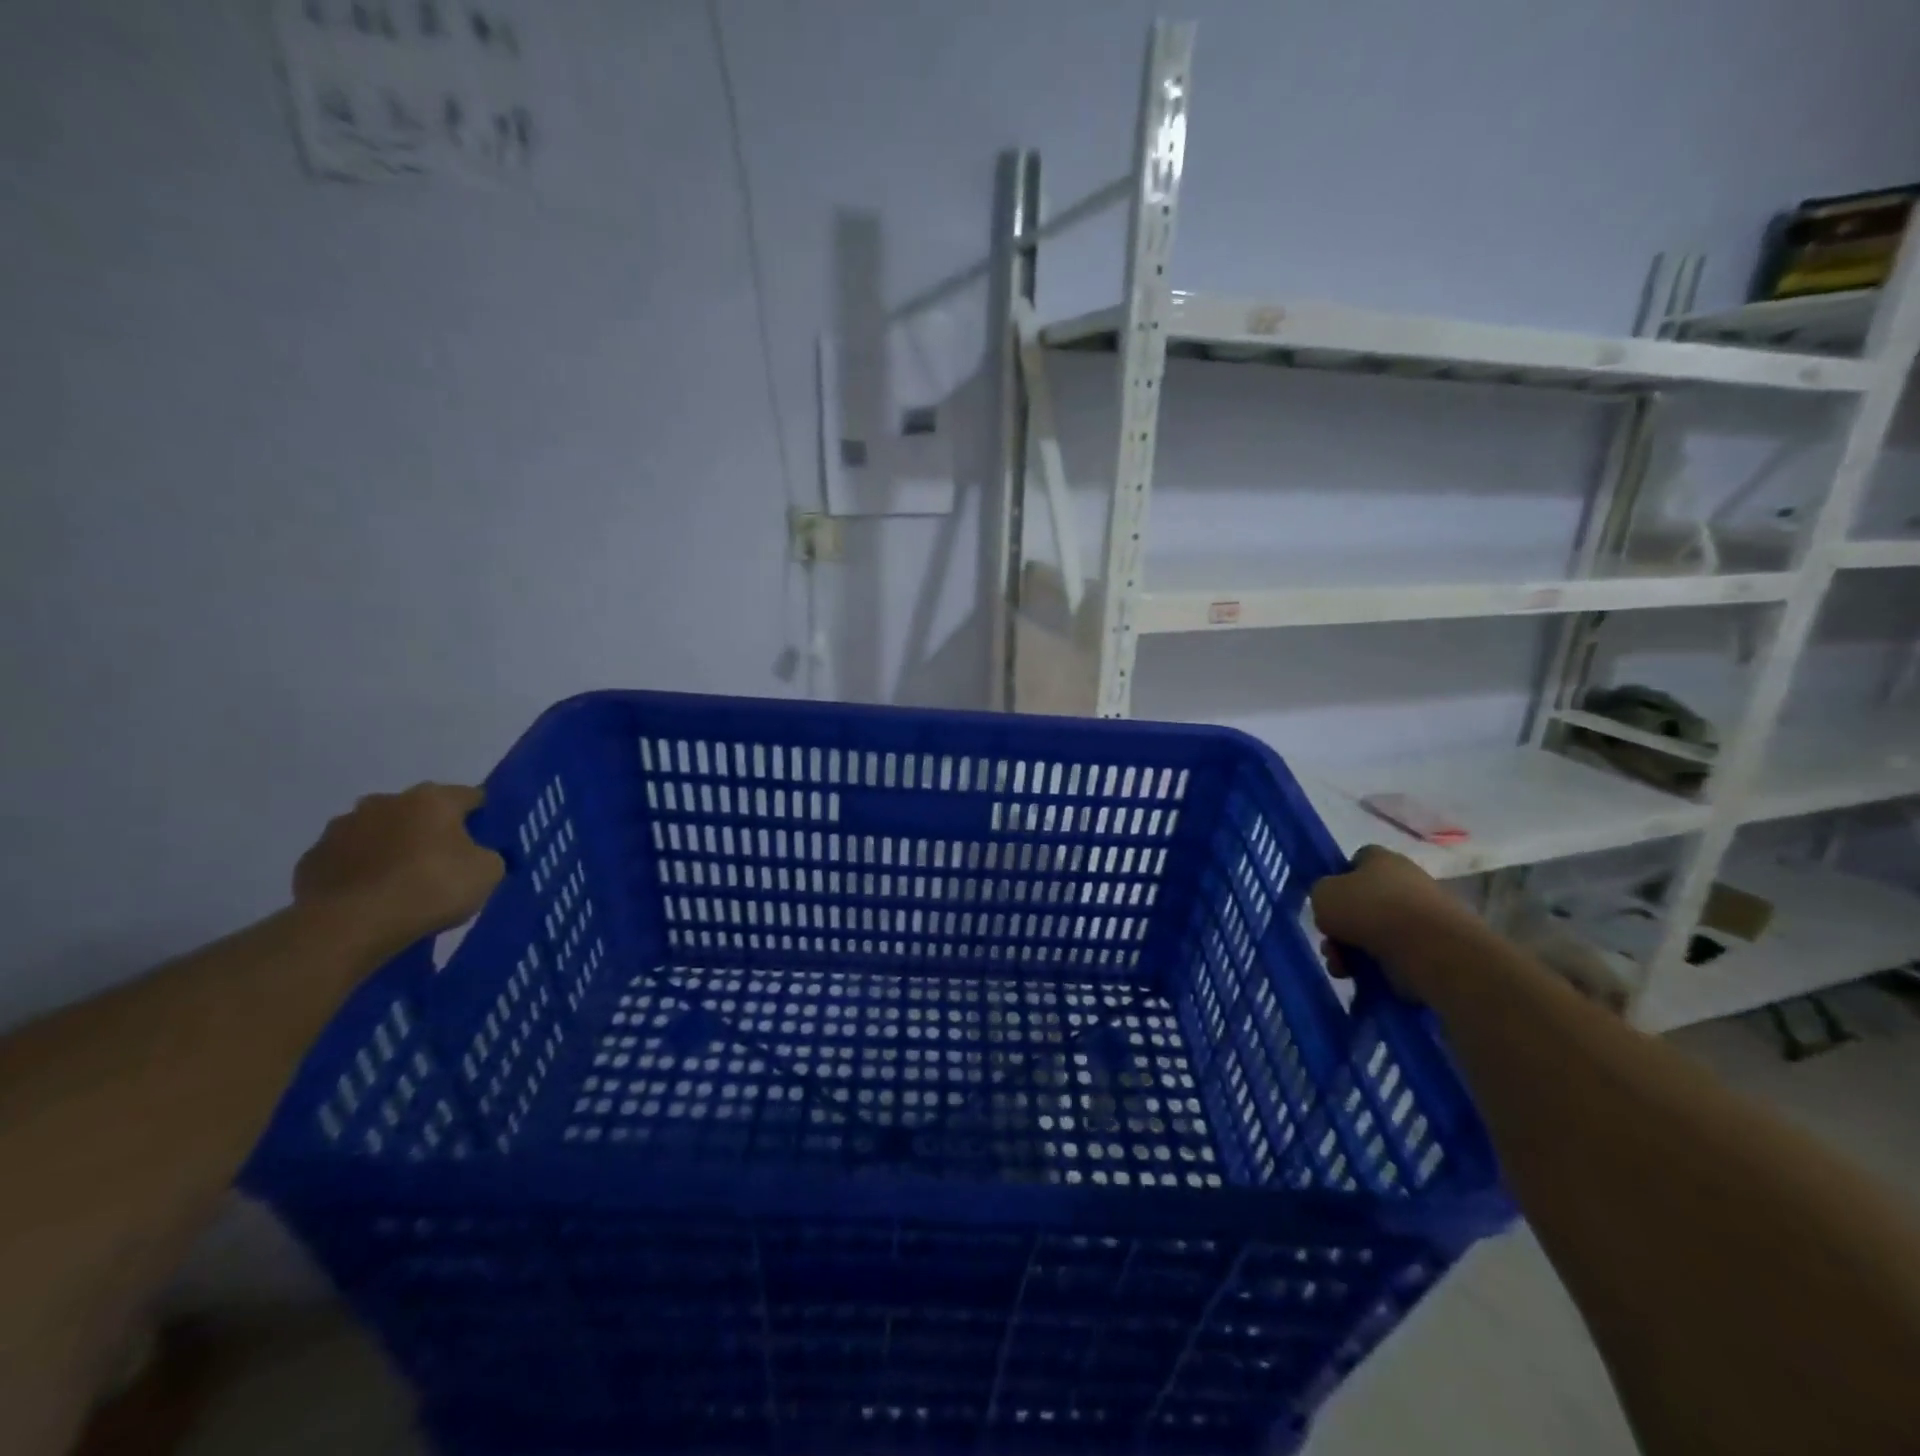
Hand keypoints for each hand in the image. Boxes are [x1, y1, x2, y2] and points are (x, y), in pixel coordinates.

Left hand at [293, 784, 504, 946]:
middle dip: (432, 831)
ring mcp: (341, 828)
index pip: (471, 797)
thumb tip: (477, 855)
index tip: (488, 842)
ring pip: (379, 832)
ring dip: (392, 848)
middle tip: (445, 863)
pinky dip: (361, 871)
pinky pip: (348, 859)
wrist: (351, 925)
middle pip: (420, 812)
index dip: (483, 818)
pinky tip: (370, 897)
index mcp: (432, 799)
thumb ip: (488, 855)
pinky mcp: (312, 859)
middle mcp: (385, 802)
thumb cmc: (431, 888)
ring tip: (402, 883)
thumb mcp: (488, 872)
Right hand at [1310, 844, 1479, 1000]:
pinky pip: (1394, 956)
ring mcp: (1422, 917)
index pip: (1355, 862)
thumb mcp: (1323, 894)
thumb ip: (1321, 894)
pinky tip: (1363, 978)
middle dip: (1341, 927)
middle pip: (1362, 903)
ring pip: (1375, 934)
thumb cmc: (1370, 910)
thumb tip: (1333, 907)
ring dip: (1352, 952)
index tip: (1327, 903)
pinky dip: (1377, 968)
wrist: (1428, 949)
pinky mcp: (1433, 948)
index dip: (1337, 881)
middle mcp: (1405, 882)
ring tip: (1343, 969)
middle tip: (1330, 945)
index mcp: (1382, 859)